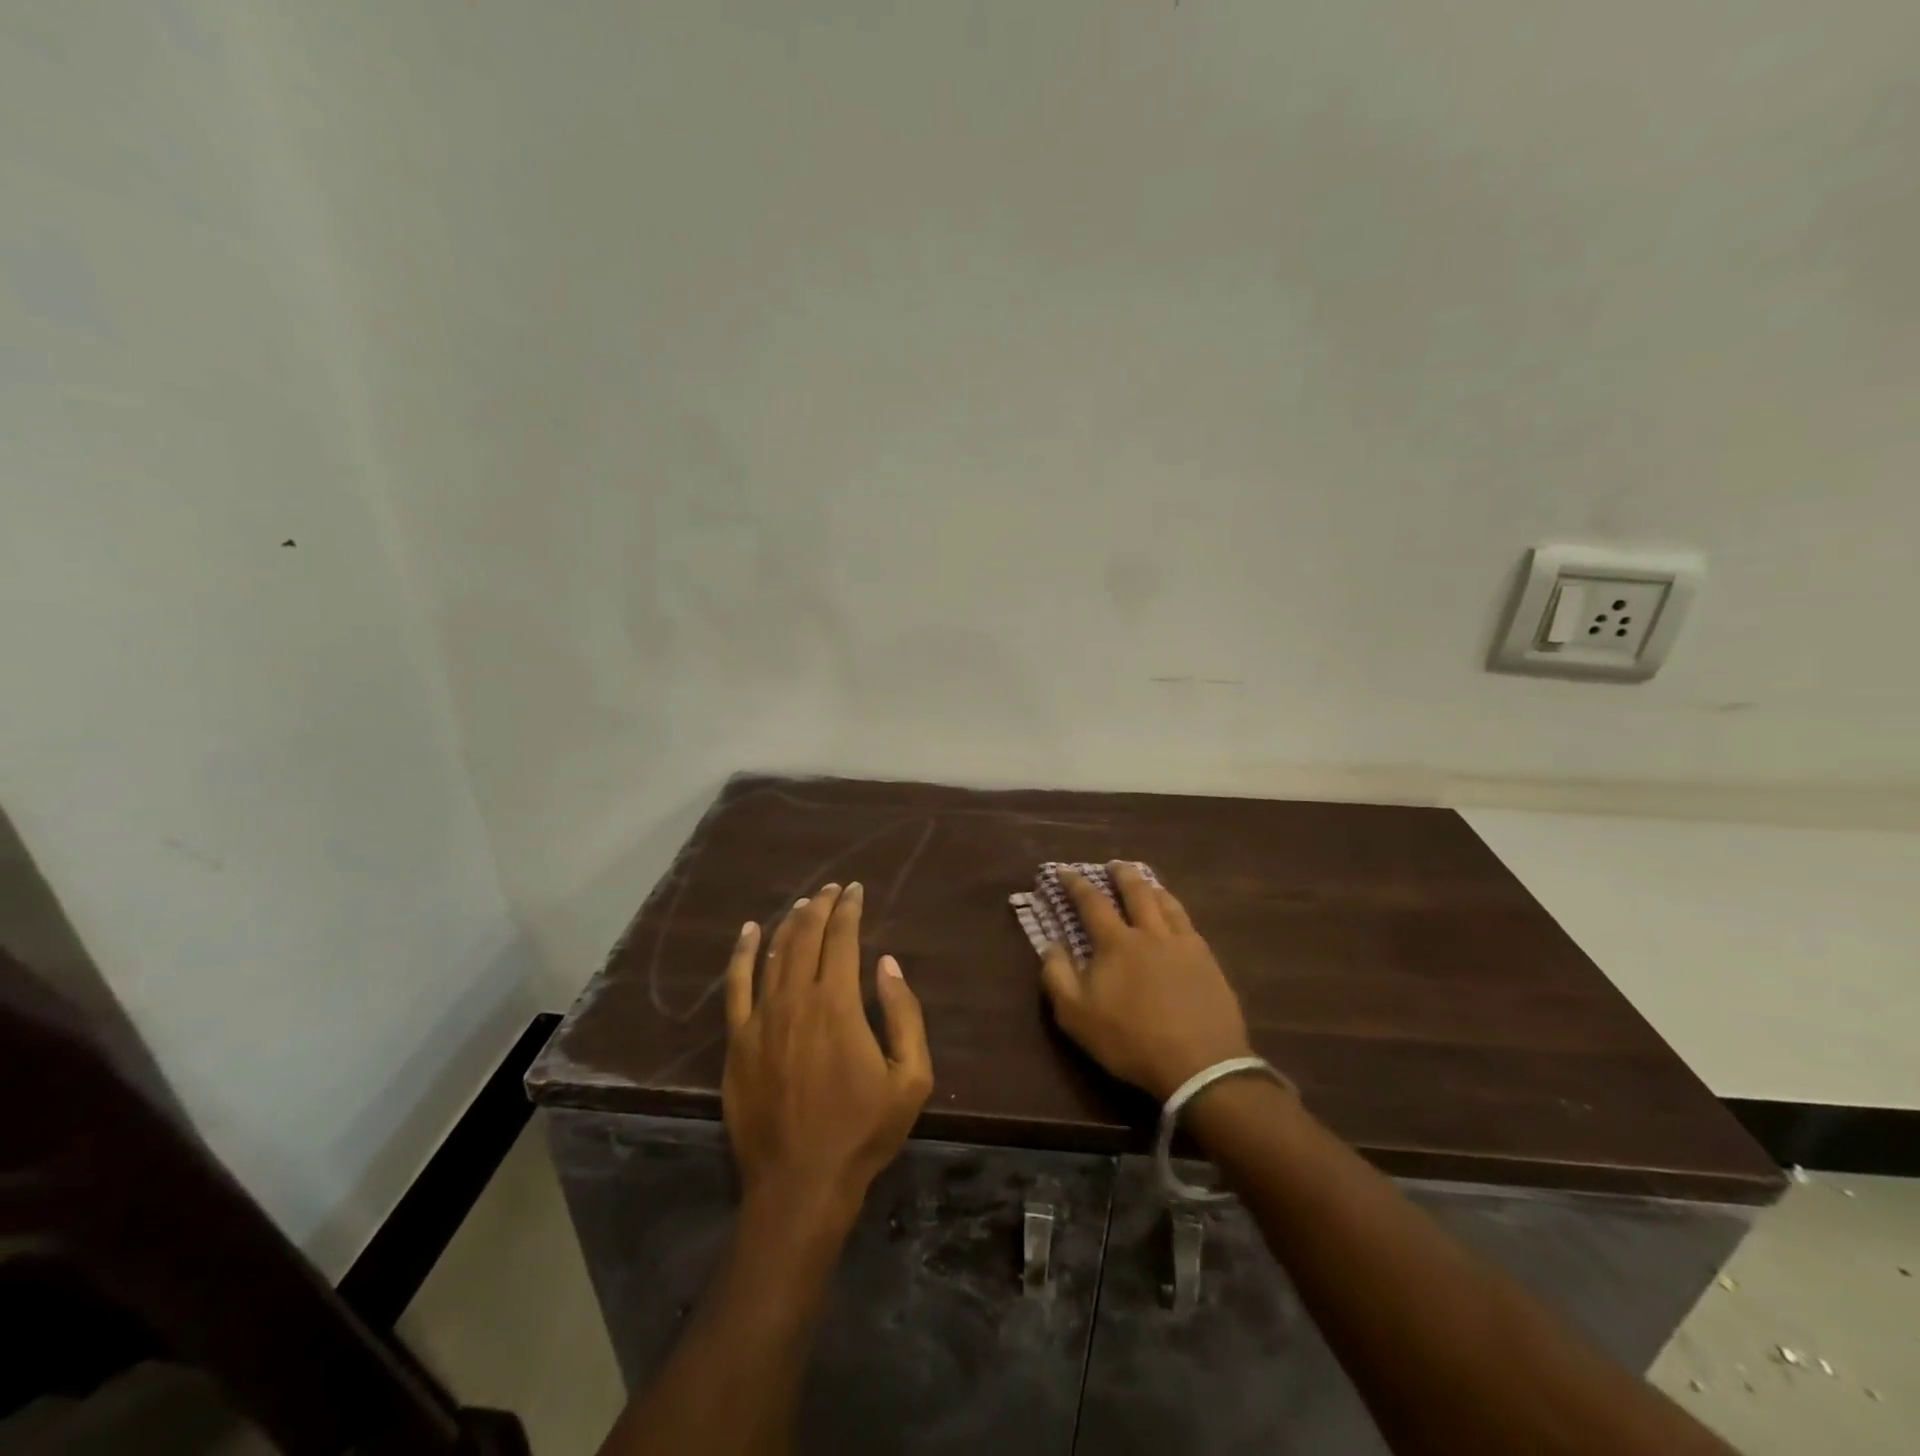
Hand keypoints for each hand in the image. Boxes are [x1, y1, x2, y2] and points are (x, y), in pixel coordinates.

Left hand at [723, 883, 932, 1227]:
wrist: (800, 1184)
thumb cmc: (862, 1131)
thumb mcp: (910, 1078)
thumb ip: (903, 1014)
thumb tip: (886, 964)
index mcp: (838, 1004)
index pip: (842, 938)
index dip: (849, 909)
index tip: (856, 890)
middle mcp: (795, 999)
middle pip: (806, 936)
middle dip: (821, 906)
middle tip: (833, 889)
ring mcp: (760, 1018)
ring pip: (774, 953)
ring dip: (790, 922)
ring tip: (804, 904)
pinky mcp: (737, 1041)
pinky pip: (736, 985)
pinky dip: (743, 953)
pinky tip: (750, 932)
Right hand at [1039, 864, 1252, 1101]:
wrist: (1199, 1064)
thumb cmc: (1130, 1040)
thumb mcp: (1076, 1015)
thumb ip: (1058, 976)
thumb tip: (1050, 945)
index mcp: (1117, 943)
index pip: (1092, 903)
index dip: (1076, 884)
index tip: (1065, 870)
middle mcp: (1151, 933)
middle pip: (1137, 892)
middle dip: (1122, 875)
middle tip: (1115, 864)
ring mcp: (1184, 945)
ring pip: (1167, 904)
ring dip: (1153, 887)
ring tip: (1148, 881)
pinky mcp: (1209, 962)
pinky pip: (1190, 924)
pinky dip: (1177, 911)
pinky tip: (1178, 917)